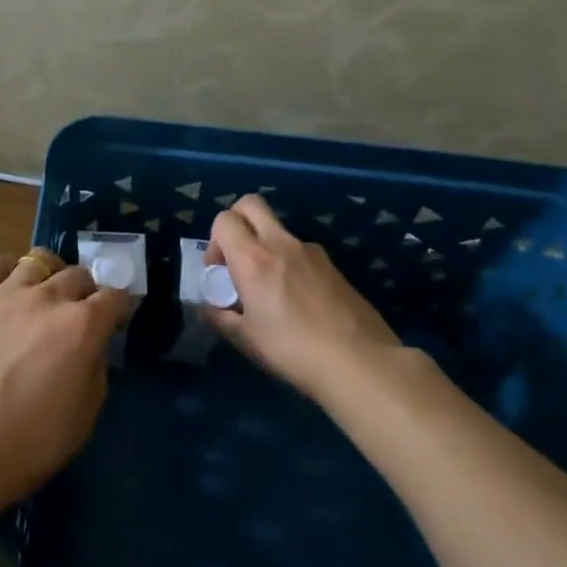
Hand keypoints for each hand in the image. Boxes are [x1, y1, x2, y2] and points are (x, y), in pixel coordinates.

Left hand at [0, 250, 131, 513]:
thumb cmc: (25, 445)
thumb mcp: (82, 420)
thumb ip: (95, 374)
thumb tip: (92, 350)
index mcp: (82, 327)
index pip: (115, 297)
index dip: (120, 307)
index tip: (117, 319)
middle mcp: (48, 298)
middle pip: (78, 274)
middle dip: (86, 291)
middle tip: (80, 313)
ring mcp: (7, 293)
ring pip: (38, 261)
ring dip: (49, 275)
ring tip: (44, 293)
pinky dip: (8, 270)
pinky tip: (7, 286)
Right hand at [205, 195, 405, 402]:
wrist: (360, 362)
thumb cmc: (293, 350)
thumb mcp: (246, 340)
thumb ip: (219, 317)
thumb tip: (206, 307)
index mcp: (254, 259)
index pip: (224, 220)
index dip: (214, 240)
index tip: (218, 271)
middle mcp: (281, 243)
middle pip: (251, 204)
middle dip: (237, 221)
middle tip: (237, 258)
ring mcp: (311, 251)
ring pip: (278, 230)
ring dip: (265, 246)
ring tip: (270, 289)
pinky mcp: (333, 265)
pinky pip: (301, 251)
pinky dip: (290, 263)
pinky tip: (298, 301)